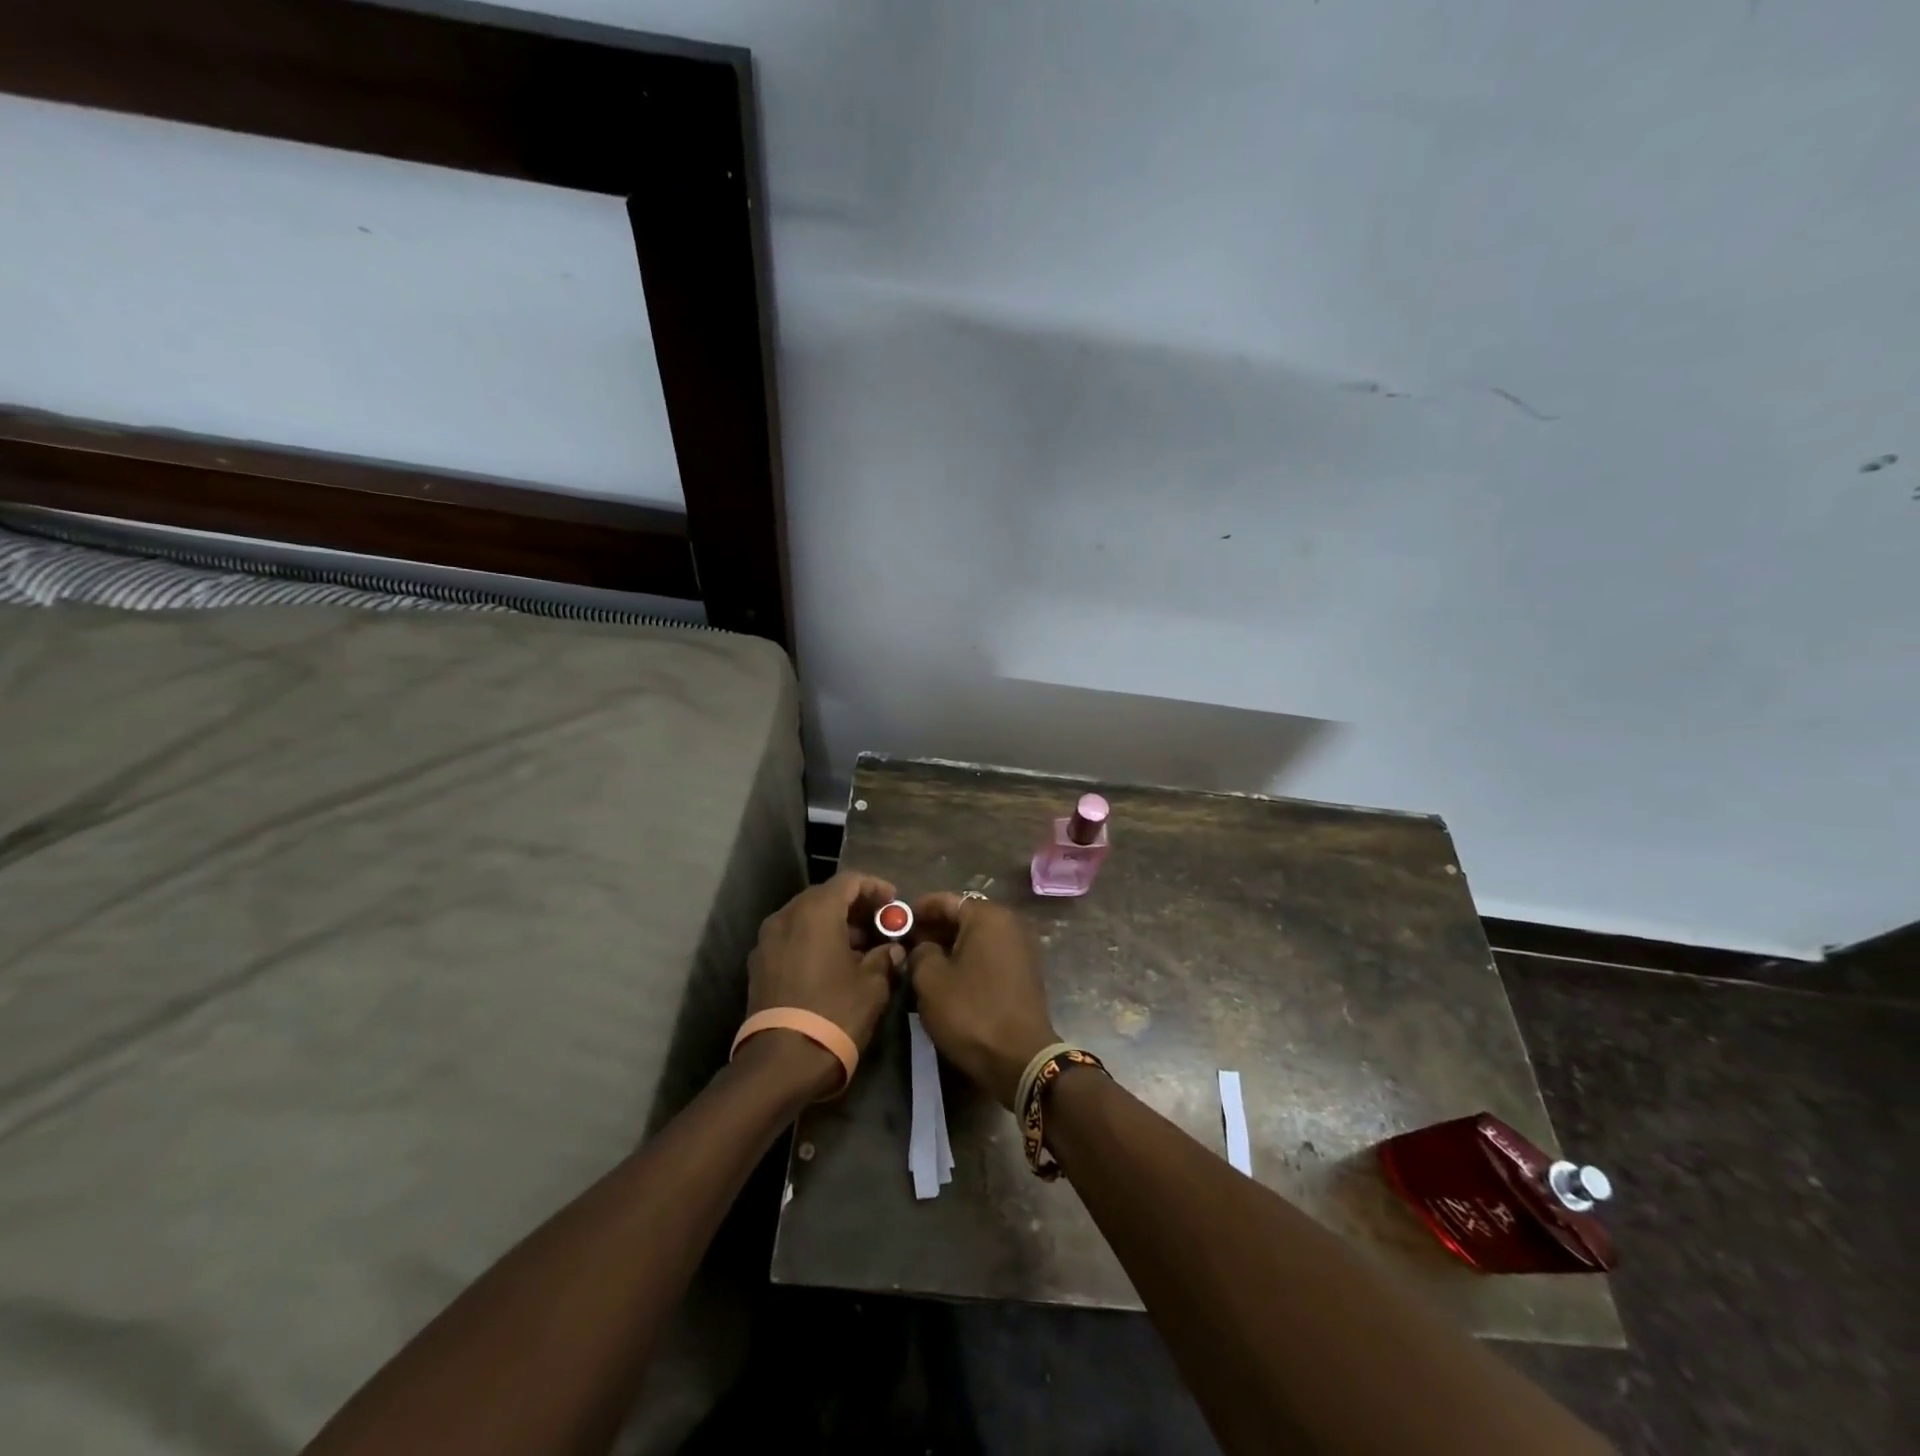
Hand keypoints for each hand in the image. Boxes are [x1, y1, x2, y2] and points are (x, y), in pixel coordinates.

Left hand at [744, 872, 904, 1095]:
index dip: (875, 888)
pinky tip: (835, 965)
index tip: (895, 903)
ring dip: (835, 926)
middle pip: (824, 897)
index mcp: (815, 911)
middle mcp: (786, 917)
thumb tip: (892, 950)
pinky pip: (792, 939)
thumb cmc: (834, 1013)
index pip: (849, 881)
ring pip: (806, 919)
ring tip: (862, 948)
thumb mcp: (872, 985)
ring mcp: (767, 942)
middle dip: (855, 907)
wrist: (781, 1063)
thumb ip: (884, 958)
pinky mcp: (759, 966)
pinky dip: (815, 941)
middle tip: (881, 924)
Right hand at [907, 893, 1060, 1109]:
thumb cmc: (971, 1012)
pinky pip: (989, 956)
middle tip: (906, 944)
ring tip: (921, 964)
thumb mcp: (930, 981)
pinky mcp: (1025, 973)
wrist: (1020, 1059)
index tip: (897, 921)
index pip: (946, 900)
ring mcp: (1021, 949)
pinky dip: (968, 961)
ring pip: (976, 938)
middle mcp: (1010, 924)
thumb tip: (923, 947)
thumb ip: (920, 953)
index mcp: (988, 917)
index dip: (919, 909)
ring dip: (950, 947)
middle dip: (934, 929)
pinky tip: (947, 979)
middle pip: (964, 917)